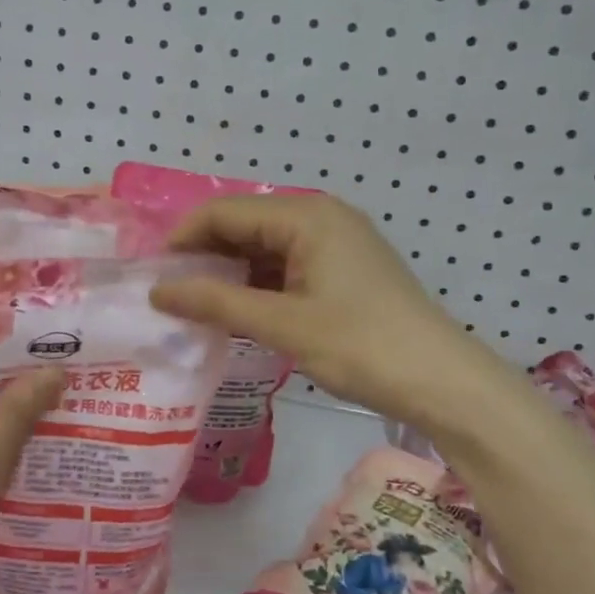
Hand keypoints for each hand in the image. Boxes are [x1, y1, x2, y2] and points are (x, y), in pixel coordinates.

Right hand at [149, 194, 514, 426]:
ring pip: (264, 248)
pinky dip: (257, 287)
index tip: (152, 274)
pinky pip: (286, 267)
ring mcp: (336, 244)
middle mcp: (320, 218)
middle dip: (204, 256)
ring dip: (229, 274)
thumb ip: (215, 302)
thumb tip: (157, 290)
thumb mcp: (282, 324)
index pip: (225, 212)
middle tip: (169, 294)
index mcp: (306, 217)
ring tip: (194, 307)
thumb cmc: (360, 345)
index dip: (183, 239)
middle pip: (244, 225)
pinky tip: (236, 312)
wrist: (442, 381)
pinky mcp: (344, 271)